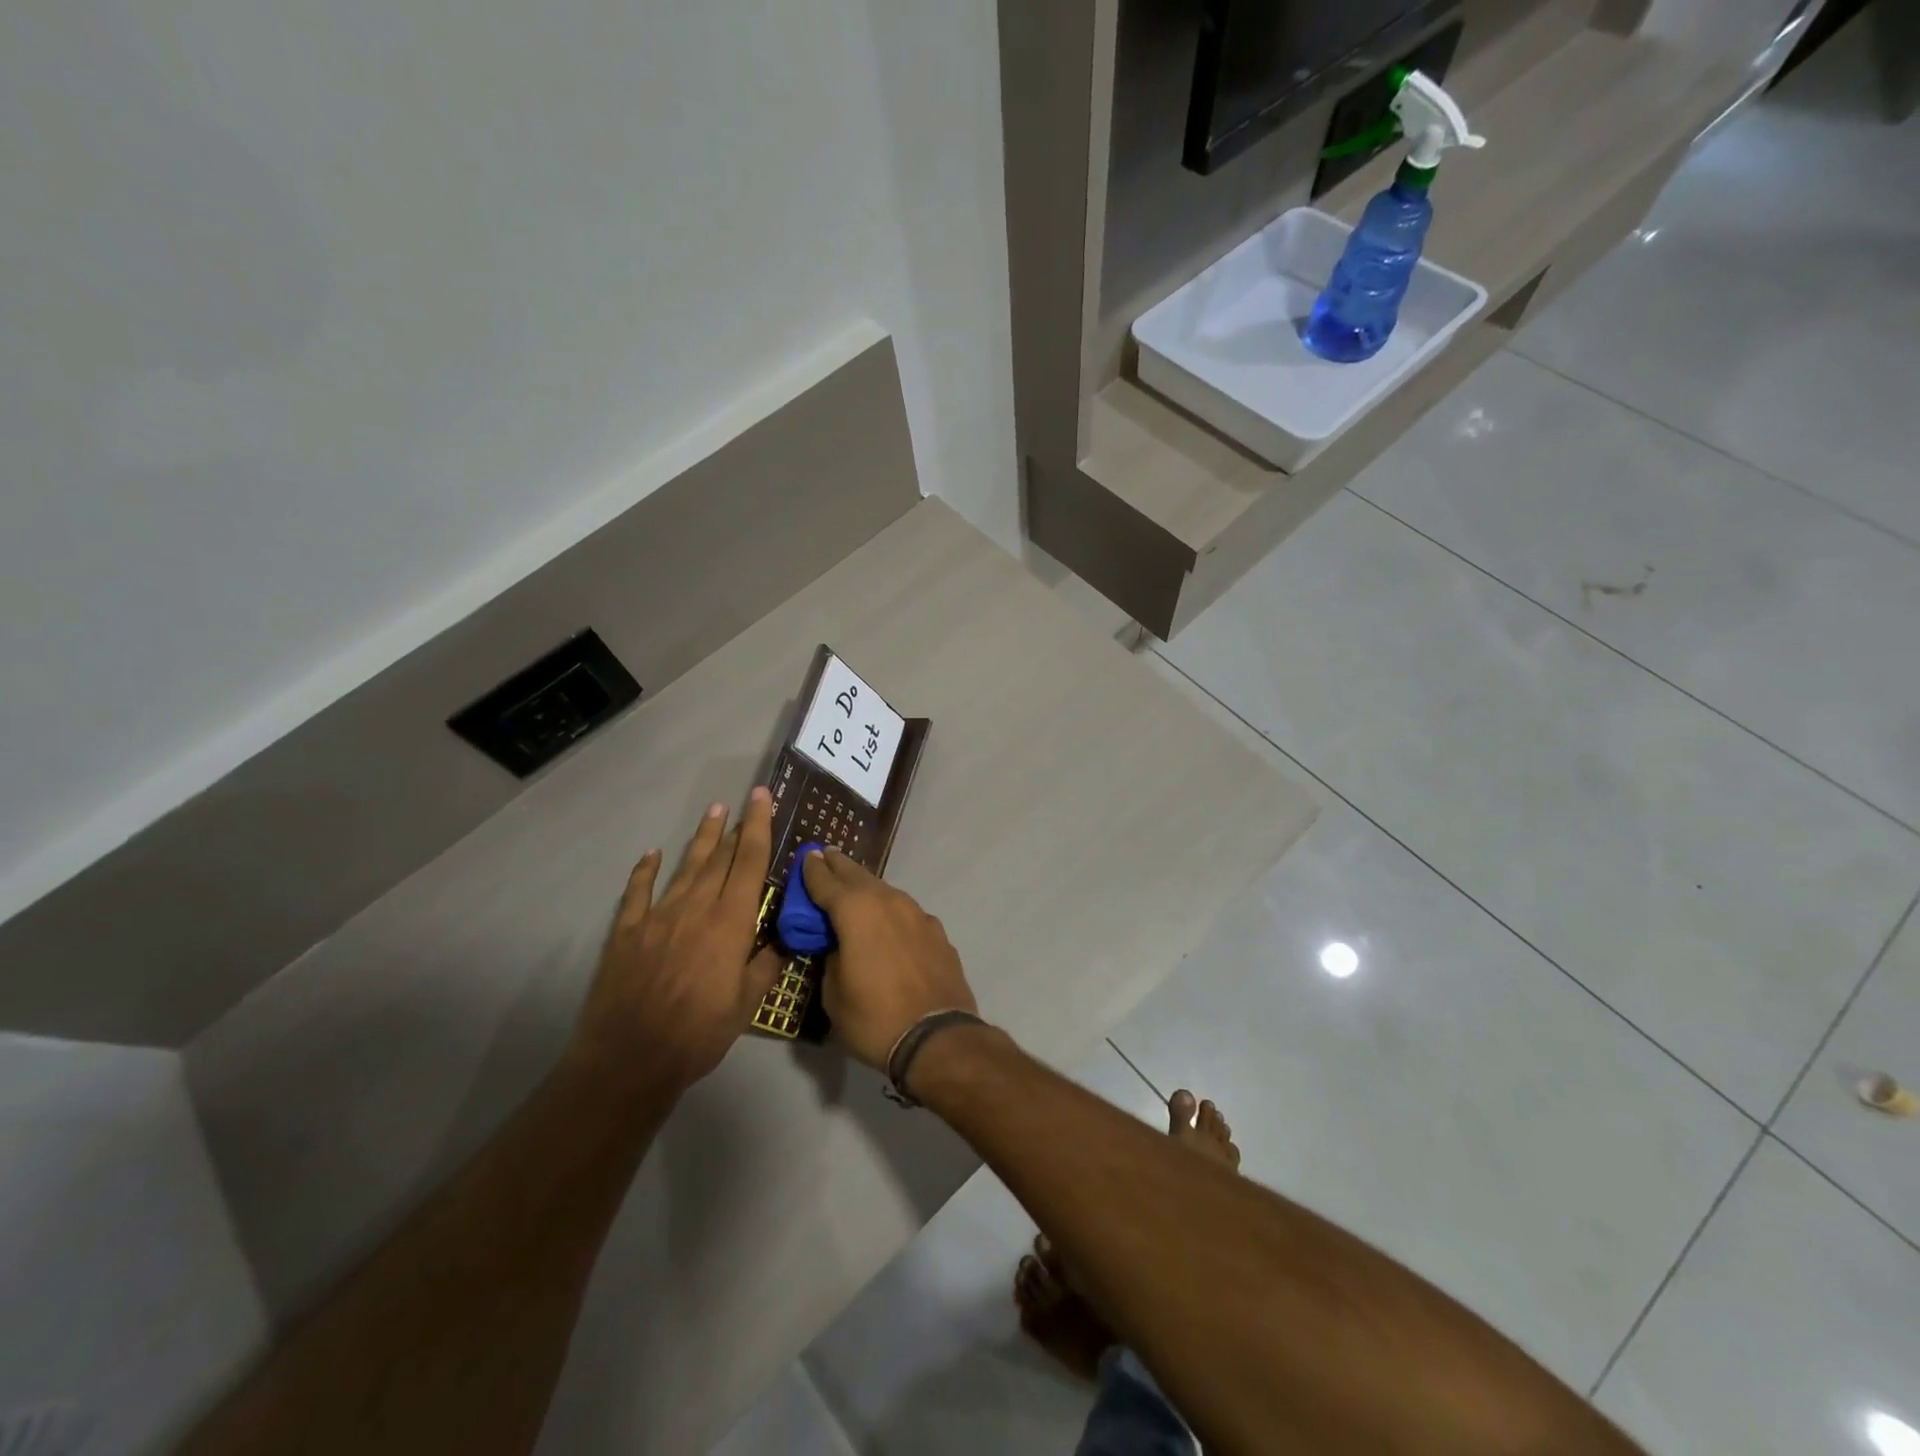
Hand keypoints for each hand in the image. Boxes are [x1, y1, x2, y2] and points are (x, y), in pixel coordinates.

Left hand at [570, 790, 783, 1096]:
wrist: (630, 1058)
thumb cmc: (698, 1033)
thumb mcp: (746, 1005)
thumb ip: (767, 966)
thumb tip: (784, 940)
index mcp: (730, 923)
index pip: (749, 862)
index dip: (758, 827)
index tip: (763, 798)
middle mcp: (696, 908)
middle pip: (719, 858)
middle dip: (734, 826)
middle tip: (743, 800)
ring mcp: (658, 916)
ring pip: (685, 867)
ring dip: (701, 838)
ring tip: (712, 811)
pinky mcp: (627, 932)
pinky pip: (638, 892)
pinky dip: (645, 870)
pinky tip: (652, 854)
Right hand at [801, 849, 976, 1069]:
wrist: (938, 1037)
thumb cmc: (874, 1018)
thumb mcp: (833, 995)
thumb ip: (831, 959)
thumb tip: (838, 947)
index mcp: (856, 911)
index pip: (826, 881)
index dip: (812, 870)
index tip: (806, 856)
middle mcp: (888, 902)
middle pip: (858, 876)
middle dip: (840, 866)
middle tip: (827, 856)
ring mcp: (918, 914)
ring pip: (886, 891)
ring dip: (867, 886)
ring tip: (854, 886)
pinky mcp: (937, 931)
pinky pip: (906, 912)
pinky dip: (891, 910)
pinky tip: (889, 922)